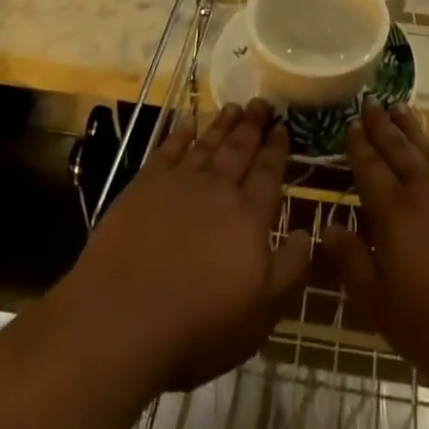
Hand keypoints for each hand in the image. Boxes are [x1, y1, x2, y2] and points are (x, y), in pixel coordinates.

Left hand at [60, 99, 309, 392]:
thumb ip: (290, 269)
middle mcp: (218, 190)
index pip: (268, 173)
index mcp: (249, 217)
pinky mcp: (144, 186)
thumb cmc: (198, 326)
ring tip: (235, 105)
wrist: (121, 320)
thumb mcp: (261, 313)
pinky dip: (180, 134)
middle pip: (240, 149)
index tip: (283, 126)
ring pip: (208, 144)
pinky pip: (168, 150)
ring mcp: (179, 183)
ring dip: (223, 124)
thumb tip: (306, 232)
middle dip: (253, 125)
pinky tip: (188, 122)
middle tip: (262, 102)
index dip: (276, 149)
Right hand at [324, 98, 428, 390]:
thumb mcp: (386, 309)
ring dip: (411, 128)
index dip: (359, 146)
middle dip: (381, 125)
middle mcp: (425, 191)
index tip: (351, 123)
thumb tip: (329, 227)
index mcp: (395, 214)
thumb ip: (355, 264)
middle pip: (398, 149)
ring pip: (428, 149)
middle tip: (370, 101)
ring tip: (399, 108)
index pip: (371, 169)